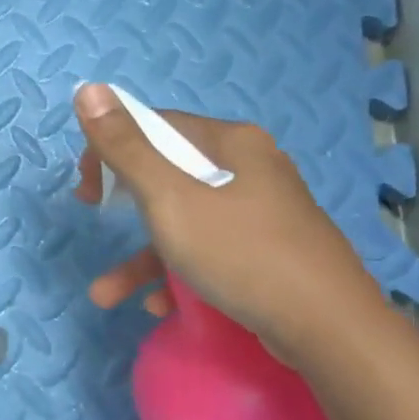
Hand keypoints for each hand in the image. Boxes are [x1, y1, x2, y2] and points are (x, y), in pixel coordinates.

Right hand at [73, 83, 387, 364]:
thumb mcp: (170, 199)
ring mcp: (262, 213)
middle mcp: (250, 168)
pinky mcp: (269, 253)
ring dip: (142, 256)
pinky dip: (178, 273)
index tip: (88, 189)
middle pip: (168, 174)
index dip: (112, 150)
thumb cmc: (242, 254)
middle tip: (95, 218)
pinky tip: (161, 304)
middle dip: (124, 206)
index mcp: (231, 143)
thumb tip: (89, 89)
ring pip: (185, 221)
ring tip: (106, 295)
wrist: (331, 330)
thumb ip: (126, 148)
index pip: (157, 127)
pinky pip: (210, 251)